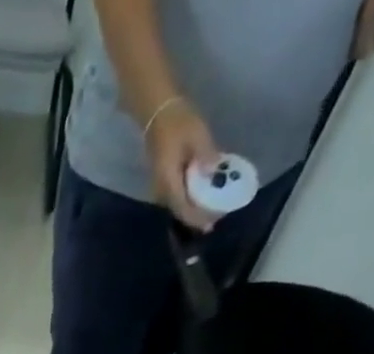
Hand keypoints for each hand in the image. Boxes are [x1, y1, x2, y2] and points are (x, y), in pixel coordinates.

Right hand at [145, 102, 220, 231]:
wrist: (157, 113)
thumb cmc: (177, 122)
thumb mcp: (197, 134)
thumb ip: (206, 154)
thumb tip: (215, 172)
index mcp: (169, 181)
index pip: (183, 208)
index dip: (198, 217)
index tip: (212, 222)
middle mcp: (162, 190)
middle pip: (180, 211)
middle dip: (197, 217)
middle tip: (215, 218)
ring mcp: (161, 186)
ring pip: (178, 206)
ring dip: (193, 210)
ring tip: (210, 210)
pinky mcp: (164, 181)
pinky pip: (177, 197)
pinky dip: (189, 200)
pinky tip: (200, 197)